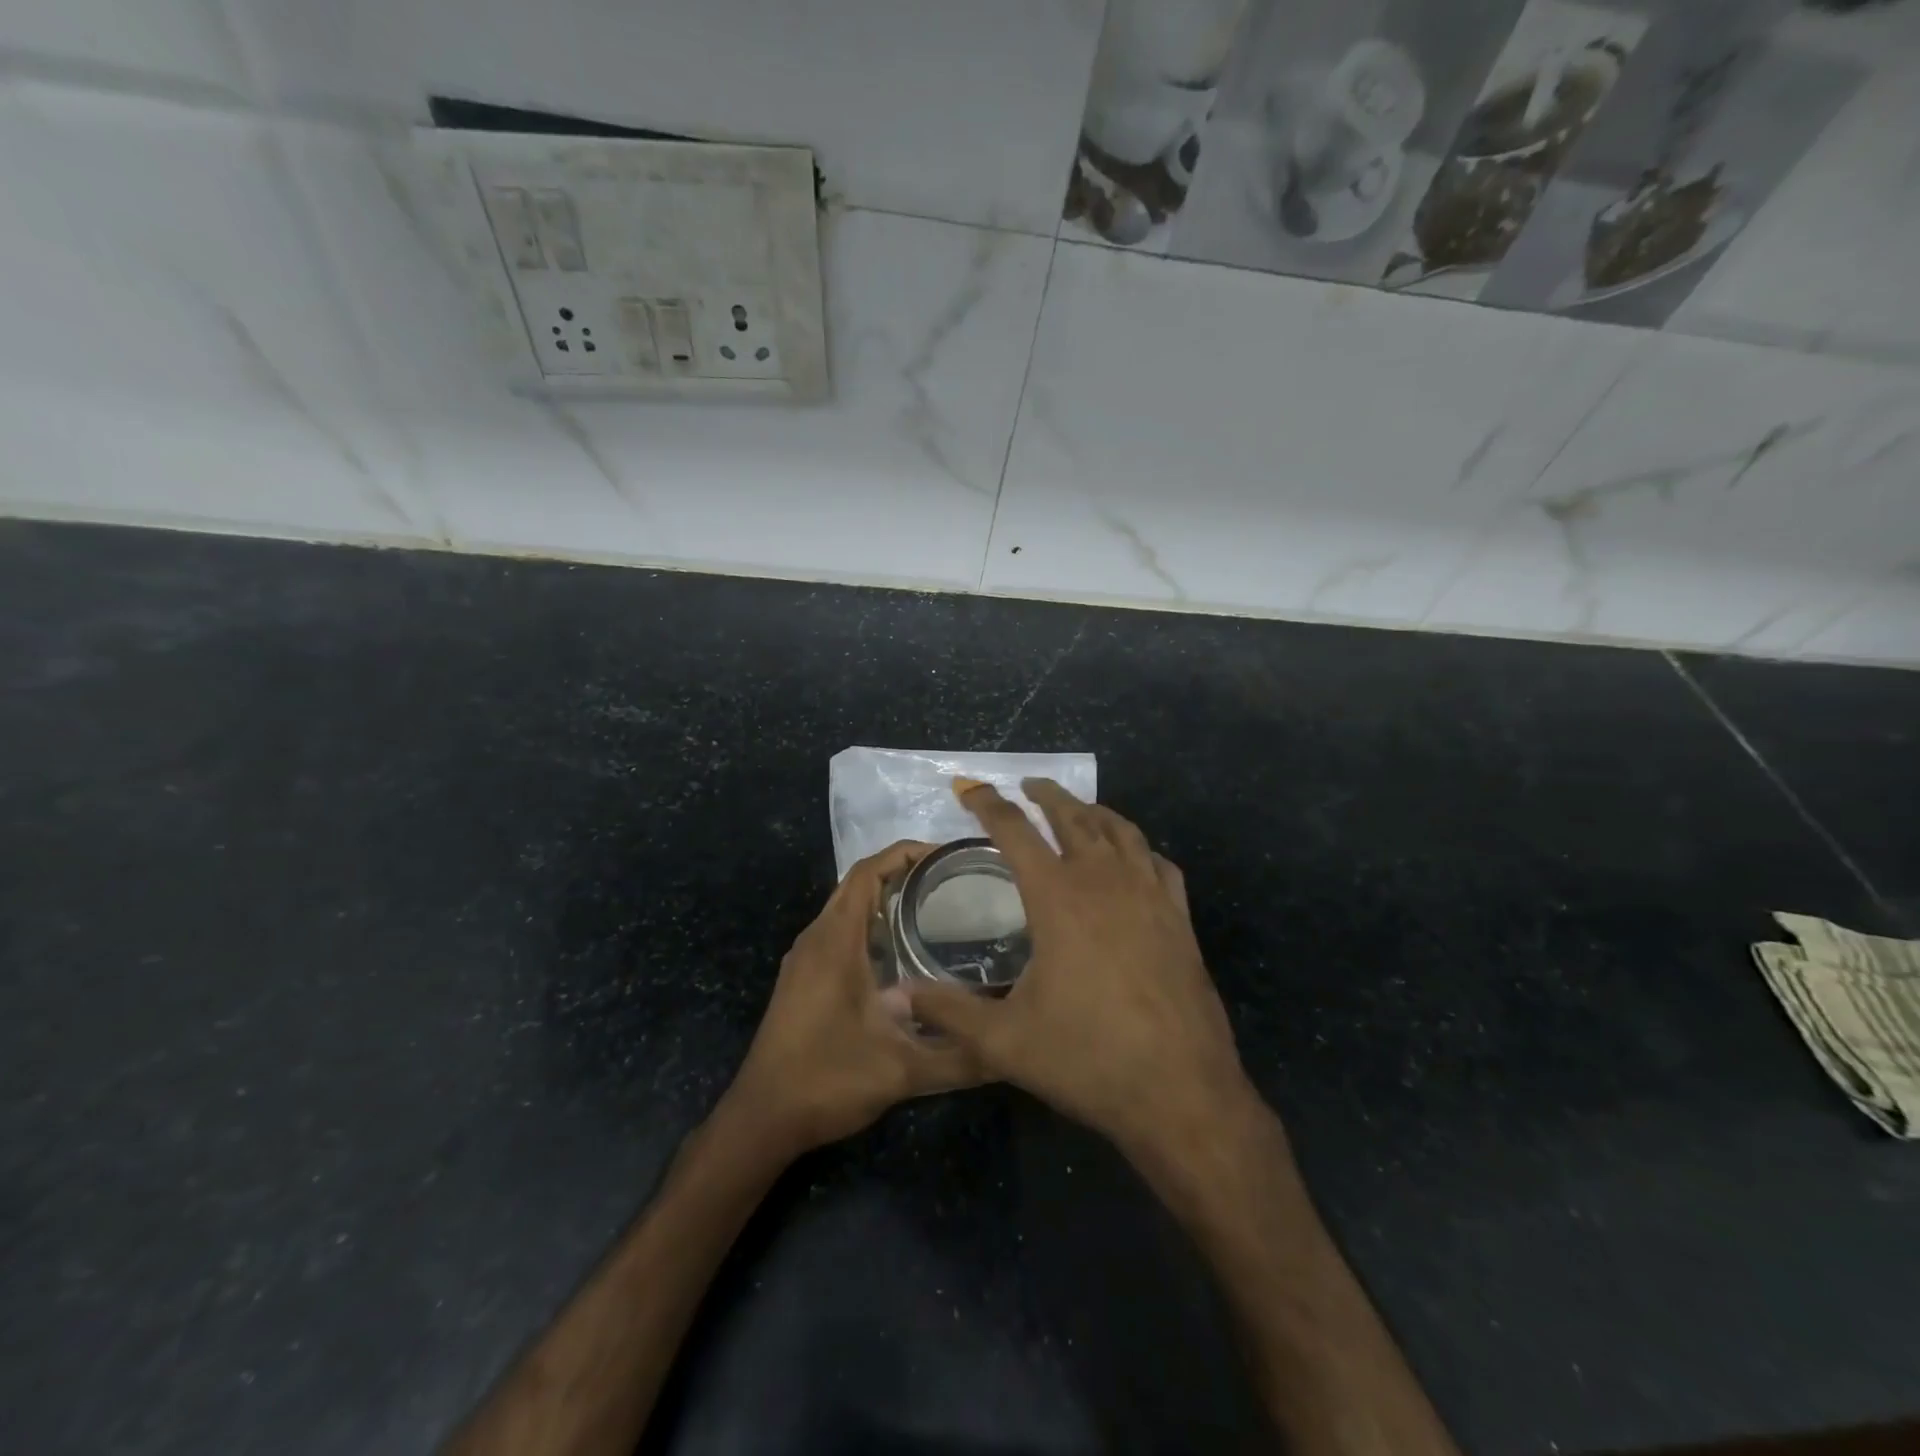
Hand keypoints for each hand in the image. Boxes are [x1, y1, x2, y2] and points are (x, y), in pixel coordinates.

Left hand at [723, 841, 981, 1156]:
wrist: (762, 1118)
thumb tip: (1008, 1048)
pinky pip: (839, 932)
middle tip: (952, 880)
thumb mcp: (901, 1071)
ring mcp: (805, 959)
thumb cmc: (826, 1080)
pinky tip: (902, 952)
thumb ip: (958, 1059)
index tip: (947, 855)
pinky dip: (870, 925)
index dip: (905, 853)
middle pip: (858, 883)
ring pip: (847, 908)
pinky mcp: (803, 979)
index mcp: (835, 941)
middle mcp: (816, 938)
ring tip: (936, 908)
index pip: (867, 872)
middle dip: (902, 872)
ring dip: (885, 898)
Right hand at [906, 780, 1256, 1162]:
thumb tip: (894, 995)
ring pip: (1120, 831)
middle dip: (1046, 795)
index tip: (969, 787)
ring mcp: (1149, 896)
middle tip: (1028, 785)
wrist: (1181, 1092)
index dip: (987, 804)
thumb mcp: (1004, 1041)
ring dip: (1093, 812)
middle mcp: (1104, 881)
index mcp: (1057, 897)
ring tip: (1077, 809)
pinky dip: (1139, 848)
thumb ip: (947, 1011)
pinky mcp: (1180, 918)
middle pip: (1073, 817)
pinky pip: (1159, 864)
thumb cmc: (1087, 1059)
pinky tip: (1133, 859)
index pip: (1014, 831)